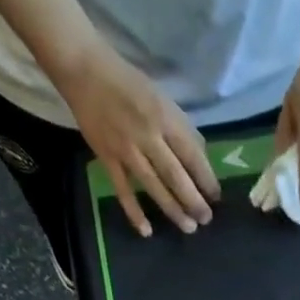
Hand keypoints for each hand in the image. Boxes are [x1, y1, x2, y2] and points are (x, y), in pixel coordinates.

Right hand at [64, 49, 218, 236]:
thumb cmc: (129, 84)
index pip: (192, 156)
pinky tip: (146, 231)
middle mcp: (147, 136)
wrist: (83, 68)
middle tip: (206, 219)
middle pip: (175, 176)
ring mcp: (126, 149)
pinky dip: (134, 212)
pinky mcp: (106, 157)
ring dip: (172, 210)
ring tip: (189, 228)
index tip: (216, 197)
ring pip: (153, 186)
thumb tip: (202, 160)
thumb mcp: (163, 99)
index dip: (206, 180)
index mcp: (164, 119)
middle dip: (193, 201)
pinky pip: (123, 190)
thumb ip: (182, 129)